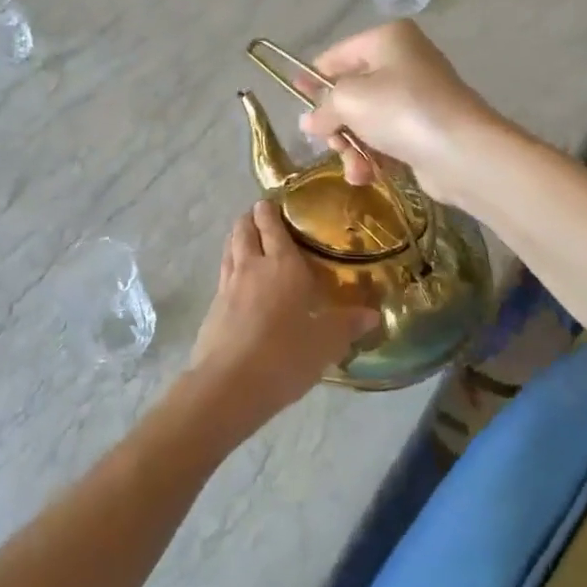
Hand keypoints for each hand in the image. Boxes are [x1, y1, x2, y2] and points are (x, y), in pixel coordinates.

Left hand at [182, 202, 378, 438]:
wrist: (230, 384)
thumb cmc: (285, 356)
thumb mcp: (325, 343)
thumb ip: (347, 325)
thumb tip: (373, 314)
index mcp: (282, 265)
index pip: (273, 227)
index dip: (270, 211)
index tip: (272, 201)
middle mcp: (252, 267)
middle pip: (244, 230)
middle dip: (250, 218)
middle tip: (259, 214)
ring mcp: (227, 286)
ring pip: (229, 249)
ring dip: (237, 238)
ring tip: (246, 238)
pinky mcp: (213, 307)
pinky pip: (223, 274)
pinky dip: (230, 266)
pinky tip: (238, 280)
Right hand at [297, 21, 500, 203]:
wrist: (462, 152)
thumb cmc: (401, 110)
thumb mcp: (348, 100)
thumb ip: (323, 107)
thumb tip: (309, 122)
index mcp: (387, 39)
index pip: (336, 56)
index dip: (312, 78)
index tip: (294, 98)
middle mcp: (404, 61)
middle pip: (350, 92)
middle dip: (336, 124)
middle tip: (331, 142)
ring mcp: (417, 97)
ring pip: (366, 122)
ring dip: (352, 148)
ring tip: (355, 167)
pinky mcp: (425, 130)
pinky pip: (386, 140)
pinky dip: (373, 158)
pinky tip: (367, 176)